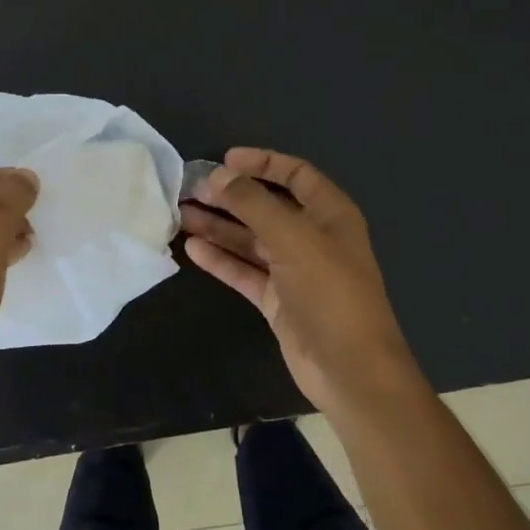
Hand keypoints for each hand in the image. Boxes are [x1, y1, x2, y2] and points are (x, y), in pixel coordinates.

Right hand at [180, 148, 419, 412]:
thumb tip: (218, 176)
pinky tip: (192, 249)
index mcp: (330, 214)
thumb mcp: (294, 239)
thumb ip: (253, 204)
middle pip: (266, 207)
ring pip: (251, 239)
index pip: (295, 174)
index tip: (224, 161)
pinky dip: (221, 259)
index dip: (262, 163)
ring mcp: (294, 271)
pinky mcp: (277, 300)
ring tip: (180, 215)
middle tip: (190, 190)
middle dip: (230, 197)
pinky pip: (244, 271)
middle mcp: (312, 237)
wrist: (350, 369)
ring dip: (218, 226)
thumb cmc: (330, 293)